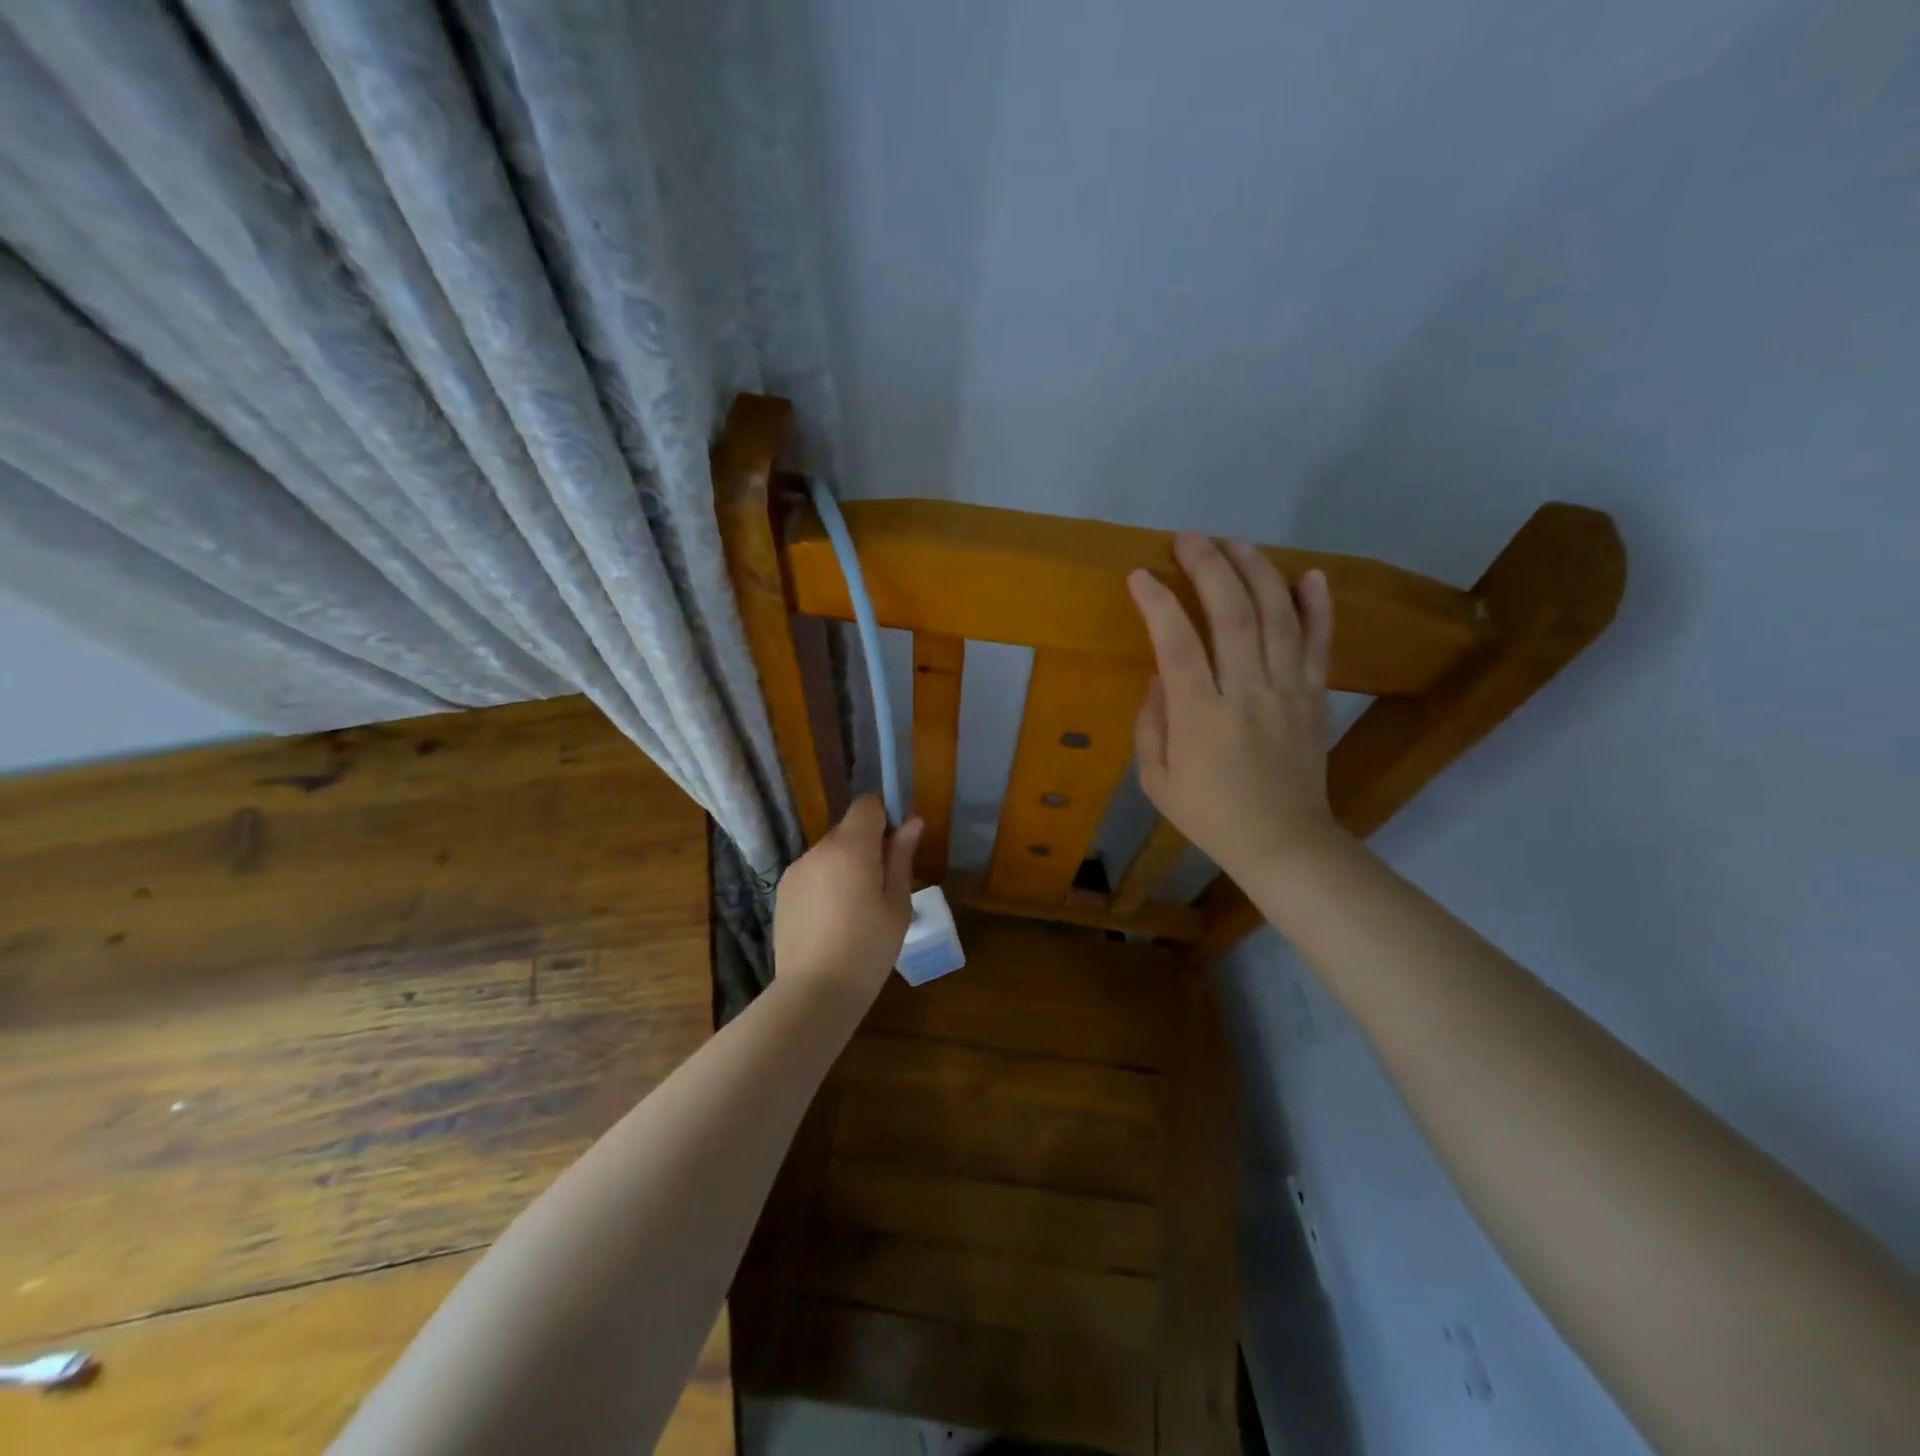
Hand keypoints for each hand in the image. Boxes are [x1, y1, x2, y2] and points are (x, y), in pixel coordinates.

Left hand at [773, 795, 922, 1001]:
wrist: (815, 991)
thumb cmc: (868, 947)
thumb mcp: (897, 903)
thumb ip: (901, 857)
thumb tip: (911, 821)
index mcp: (851, 847)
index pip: (867, 805)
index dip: (886, 815)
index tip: (899, 842)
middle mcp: (819, 849)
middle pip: (848, 829)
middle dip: (868, 845)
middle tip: (884, 884)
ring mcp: (796, 870)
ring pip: (830, 853)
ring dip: (846, 865)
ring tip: (857, 908)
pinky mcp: (783, 891)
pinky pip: (813, 873)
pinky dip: (827, 883)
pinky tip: (834, 919)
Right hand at [1127, 534, 1342, 882]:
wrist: (1283, 843)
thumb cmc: (1210, 815)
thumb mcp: (1156, 781)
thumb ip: (1151, 726)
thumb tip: (1159, 677)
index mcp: (1200, 717)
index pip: (1177, 644)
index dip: (1158, 603)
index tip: (1141, 575)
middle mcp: (1246, 693)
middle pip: (1232, 615)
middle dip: (1208, 567)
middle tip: (1188, 538)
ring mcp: (1287, 692)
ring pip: (1277, 617)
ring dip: (1256, 572)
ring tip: (1236, 542)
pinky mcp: (1314, 697)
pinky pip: (1318, 644)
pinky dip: (1318, 607)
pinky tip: (1311, 575)